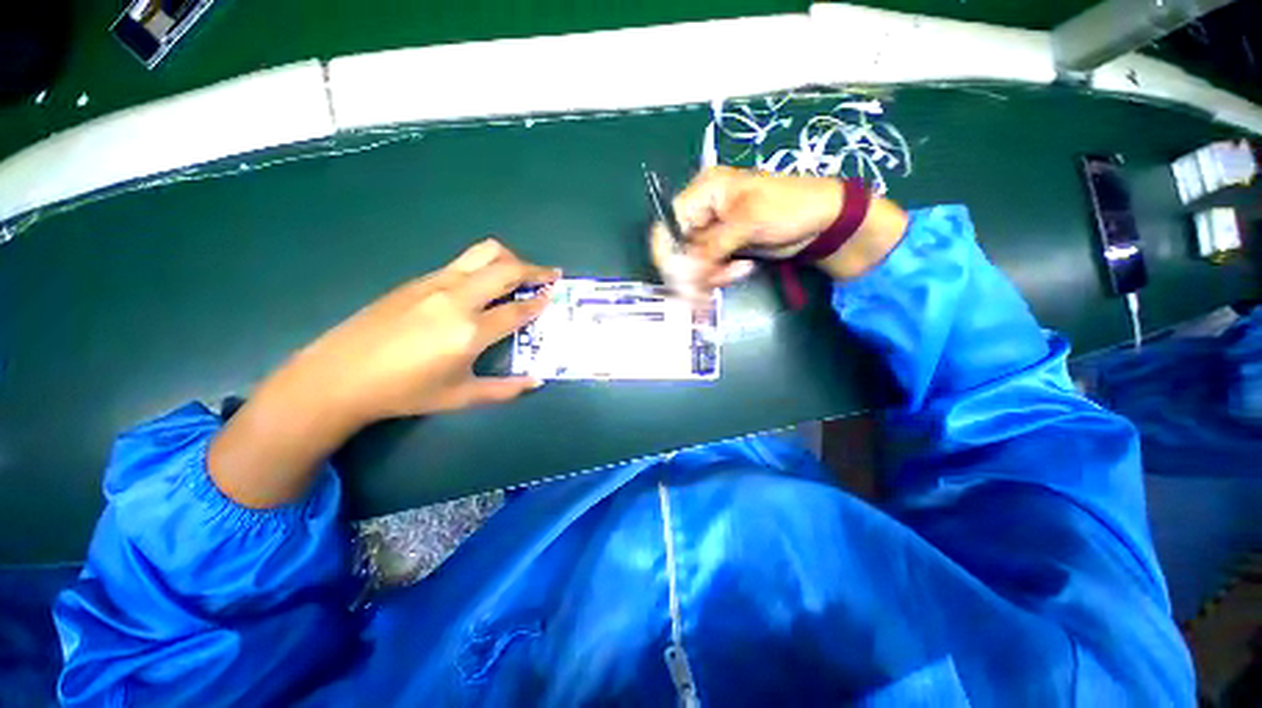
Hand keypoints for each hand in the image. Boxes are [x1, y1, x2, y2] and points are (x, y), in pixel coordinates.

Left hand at [294, 238, 559, 423]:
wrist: (339, 376)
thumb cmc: (404, 392)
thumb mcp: (460, 397)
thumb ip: (505, 389)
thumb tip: (536, 381)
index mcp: (469, 331)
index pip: (517, 309)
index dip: (540, 301)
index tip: (554, 295)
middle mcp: (456, 299)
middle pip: (505, 269)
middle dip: (534, 269)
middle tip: (549, 275)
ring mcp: (435, 284)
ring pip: (483, 253)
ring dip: (509, 259)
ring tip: (520, 273)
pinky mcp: (418, 280)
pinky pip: (462, 263)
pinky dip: (484, 266)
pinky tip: (482, 285)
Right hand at [650, 166, 906, 294]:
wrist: (824, 222)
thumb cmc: (788, 208)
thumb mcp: (746, 223)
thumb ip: (710, 248)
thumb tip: (683, 274)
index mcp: (704, 192)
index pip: (669, 224)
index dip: (668, 252)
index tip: (678, 277)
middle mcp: (703, 211)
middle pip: (680, 248)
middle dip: (694, 269)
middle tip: (705, 289)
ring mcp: (713, 232)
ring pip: (694, 262)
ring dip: (711, 274)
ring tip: (738, 272)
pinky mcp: (724, 249)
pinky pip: (710, 268)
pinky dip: (721, 275)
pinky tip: (742, 270)